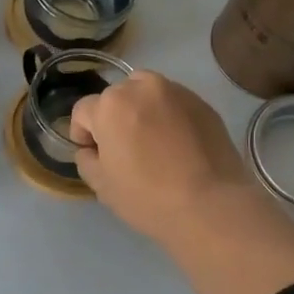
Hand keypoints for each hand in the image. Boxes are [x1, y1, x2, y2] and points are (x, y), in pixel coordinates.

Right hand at [67, 71, 257, 243]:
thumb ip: (86, 160)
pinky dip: (169, 116)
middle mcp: (142, 87)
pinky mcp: (203, 103)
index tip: (94, 155)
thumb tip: (91, 150)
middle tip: (124, 149)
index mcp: (111, 105)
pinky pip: (174, 104)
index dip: (82, 134)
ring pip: (146, 93)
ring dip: (141, 111)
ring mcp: (177, 92)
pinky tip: (178, 145)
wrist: (211, 205)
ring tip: (152, 141)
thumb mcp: (102, 185)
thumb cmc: (147, 197)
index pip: (83, 111)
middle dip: (113, 118)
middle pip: (116, 97)